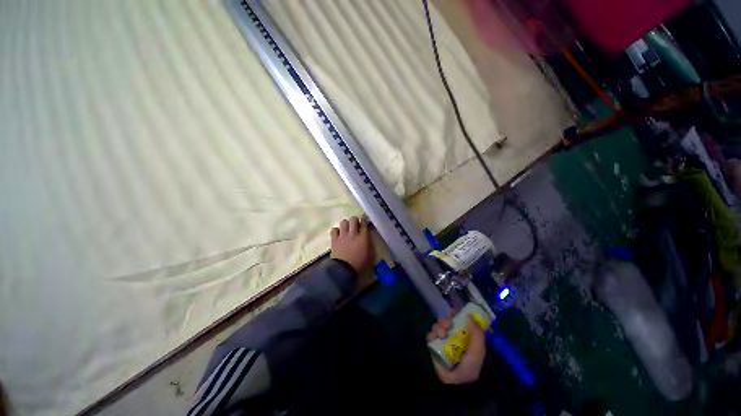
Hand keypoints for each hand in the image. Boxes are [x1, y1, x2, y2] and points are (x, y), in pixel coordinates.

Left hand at [330, 216, 372, 273]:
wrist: (344, 270)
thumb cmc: (359, 264)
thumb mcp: (370, 255)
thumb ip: (370, 244)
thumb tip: (368, 237)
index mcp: (363, 237)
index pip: (364, 223)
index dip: (364, 221)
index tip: (363, 222)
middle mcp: (353, 233)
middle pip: (353, 219)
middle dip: (355, 220)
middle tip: (355, 225)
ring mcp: (342, 236)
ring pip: (343, 222)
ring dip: (346, 224)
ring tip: (346, 229)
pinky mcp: (334, 240)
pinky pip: (334, 229)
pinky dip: (336, 230)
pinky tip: (338, 234)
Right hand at [427, 316, 485, 383]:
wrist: (457, 383)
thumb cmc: (470, 366)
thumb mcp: (478, 350)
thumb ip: (477, 333)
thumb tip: (469, 315)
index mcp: (464, 336)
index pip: (458, 320)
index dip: (456, 314)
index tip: (454, 312)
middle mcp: (453, 336)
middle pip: (446, 322)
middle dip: (445, 320)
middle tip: (447, 325)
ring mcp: (442, 341)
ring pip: (437, 327)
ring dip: (438, 327)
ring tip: (441, 334)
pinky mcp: (433, 346)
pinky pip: (430, 335)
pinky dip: (431, 334)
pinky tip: (435, 337)